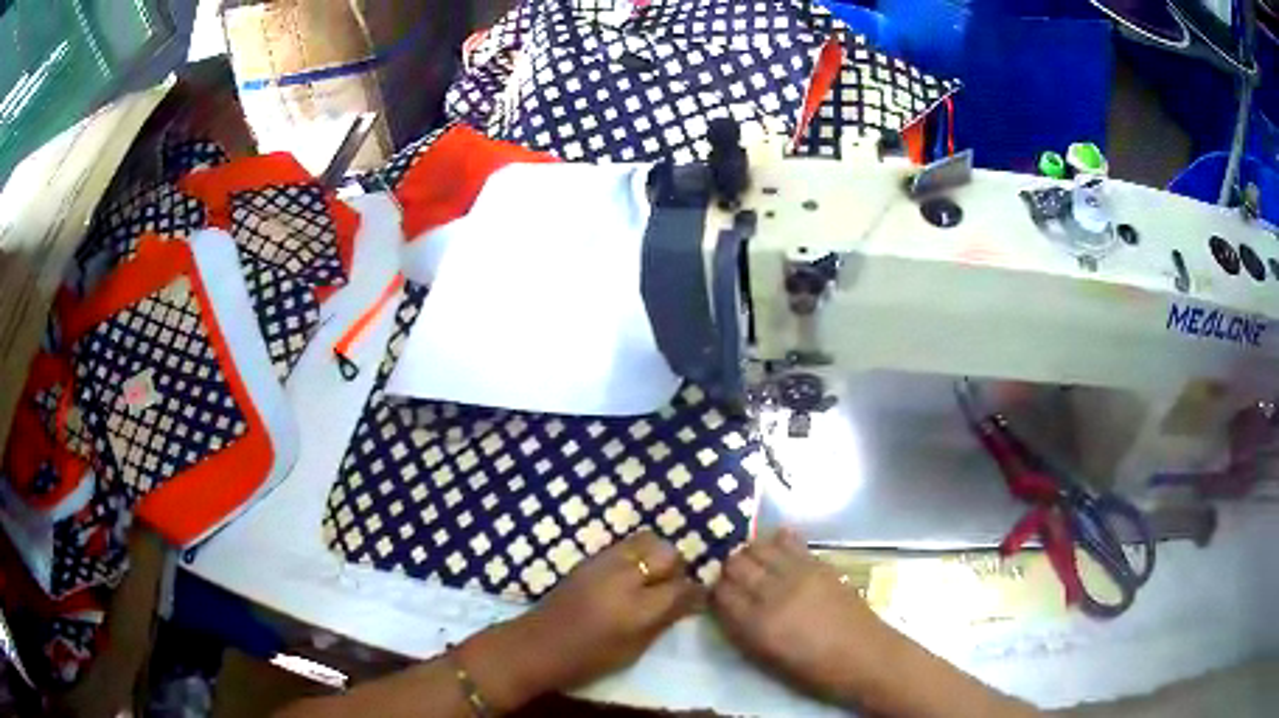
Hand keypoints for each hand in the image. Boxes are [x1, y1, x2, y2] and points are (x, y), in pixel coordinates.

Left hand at [460, 530, 701, 707]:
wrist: (538, 645)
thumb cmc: (588, 659)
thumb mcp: (633, 649)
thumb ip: (664, 621)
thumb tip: (690, 601)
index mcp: (637, 608)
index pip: (682, 587)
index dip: (695, 592)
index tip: (698, 599)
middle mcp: (624, 578)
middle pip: (667, 553)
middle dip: (677, 567)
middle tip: (673, 587)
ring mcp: (604, 563)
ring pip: (647, 540)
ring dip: (657, 555)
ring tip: (652, 577)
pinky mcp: (589, 558)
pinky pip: (625, 545)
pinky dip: (637, 553)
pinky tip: (632, 574)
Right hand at [710, 529, 889, 702]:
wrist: (864, 655)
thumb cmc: (813, 669)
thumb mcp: (766, 659)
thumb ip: (741, 631)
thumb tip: (725, 607)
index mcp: (757, 625)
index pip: (720, 593)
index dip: (714, 591)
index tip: (716, 594)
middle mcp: (773, 593)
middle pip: (736, 565)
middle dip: (728, 569)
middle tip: (732, 577)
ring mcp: (798, 574)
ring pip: (758, 546)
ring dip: (749, 552)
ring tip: (752, 562)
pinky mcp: (819, 563)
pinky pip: (790, 540)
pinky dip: (777, 540)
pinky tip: (776, 547)